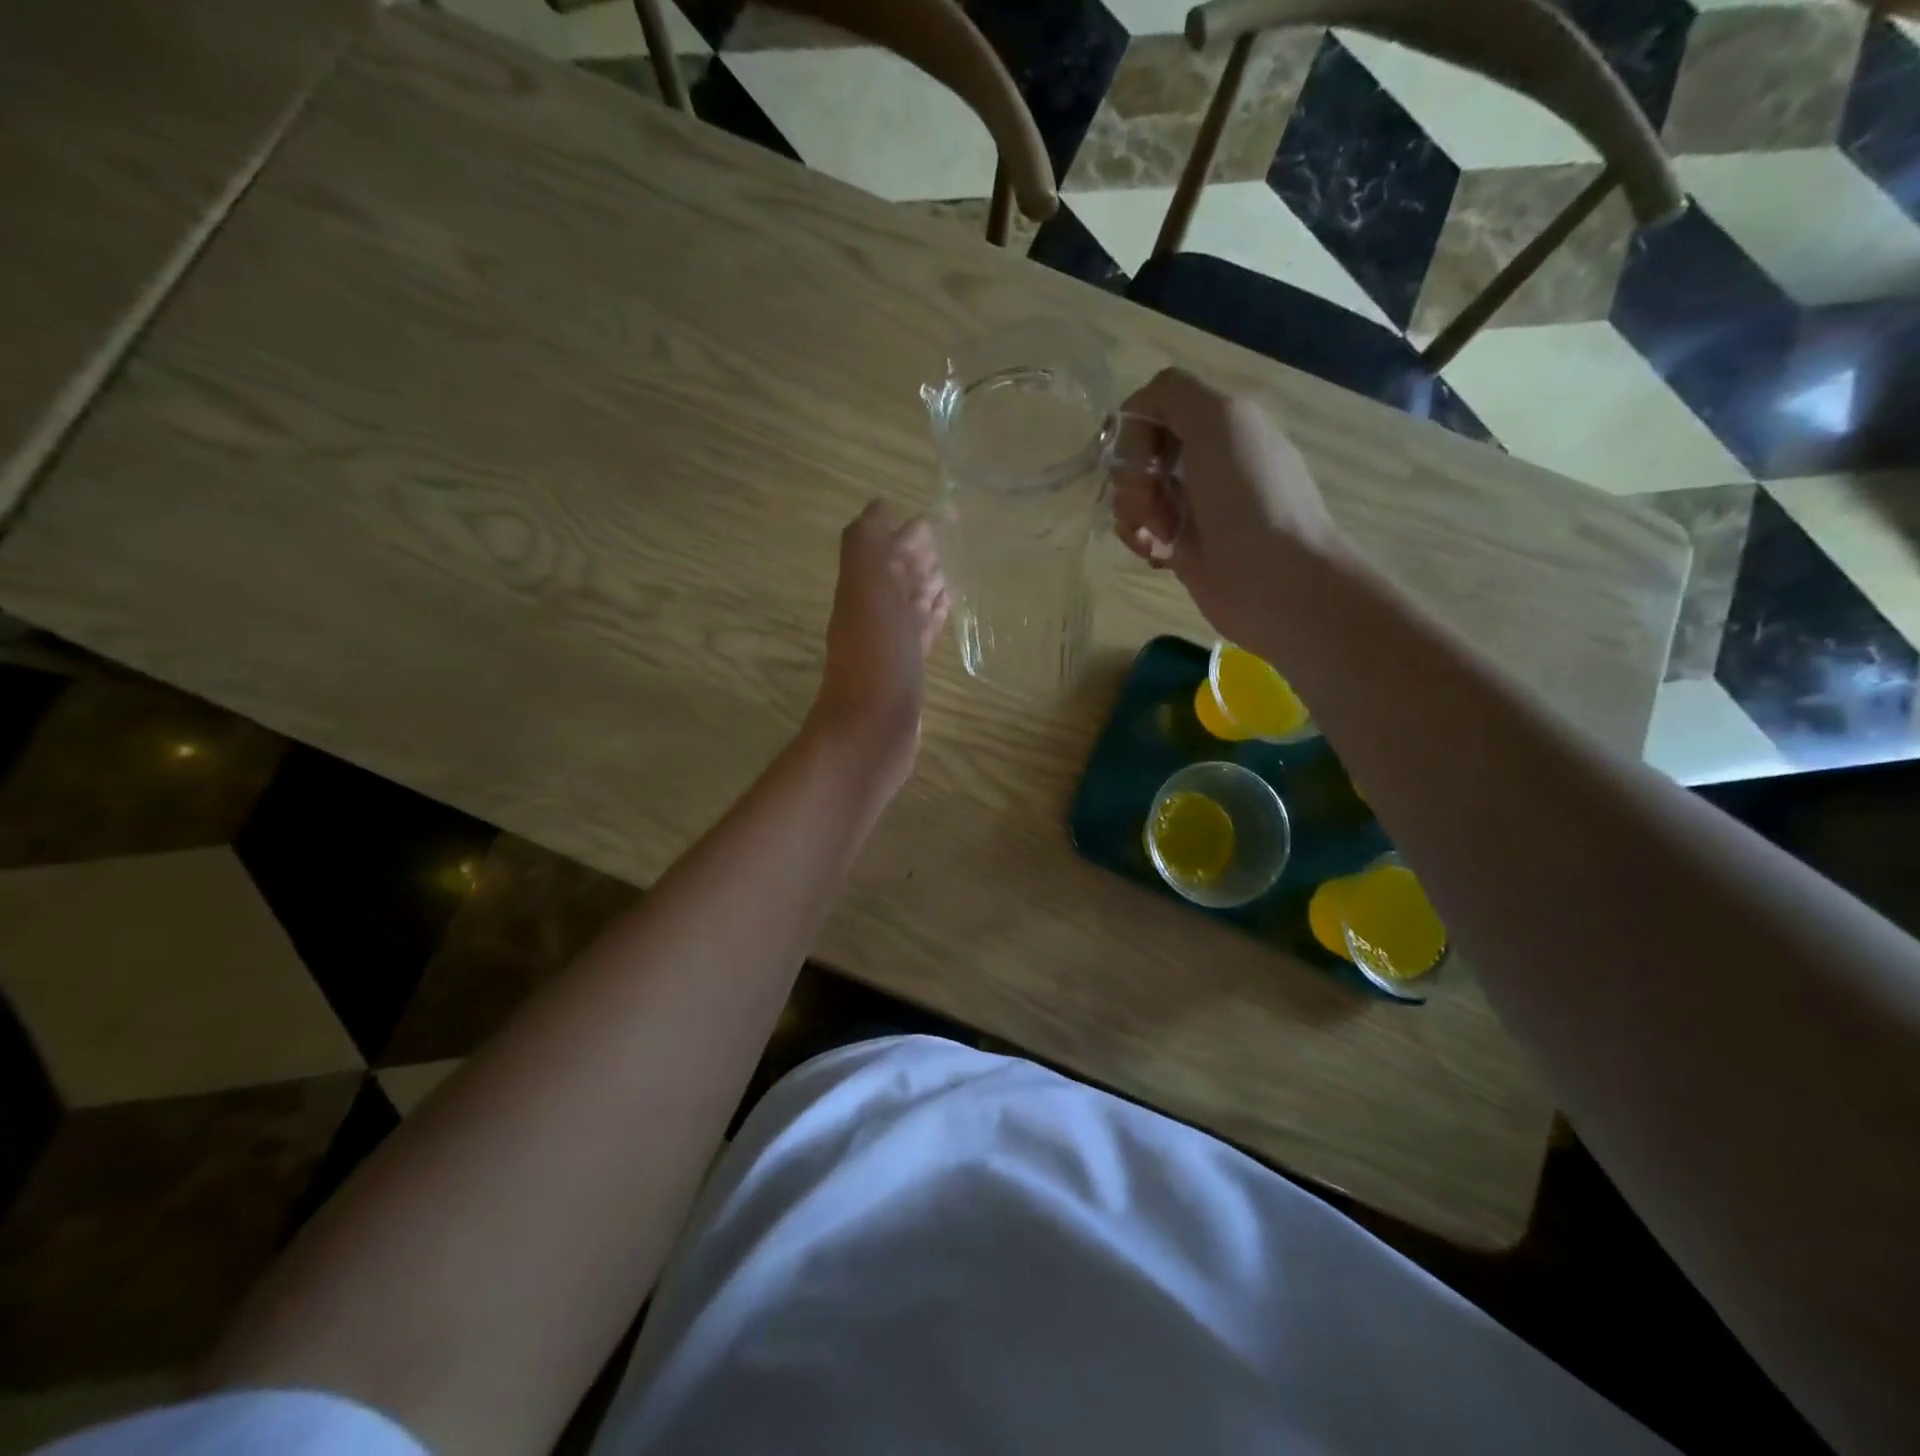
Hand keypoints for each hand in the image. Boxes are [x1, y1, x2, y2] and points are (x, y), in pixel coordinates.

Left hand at [809, 500, 950, 792]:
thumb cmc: (875, 658)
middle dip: (920, 559)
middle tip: (952, 543)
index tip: (936, 519)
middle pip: (898, 579)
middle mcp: (874, 615)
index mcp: (863, 591)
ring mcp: (891, 648)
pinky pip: (921, 637)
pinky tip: (946, 612)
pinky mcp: (907, 675)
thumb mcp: (866, 590)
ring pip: (910, 608)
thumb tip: (878, 506)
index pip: (884, 553)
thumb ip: (866, 546)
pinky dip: (932, 620)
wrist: (871, 732)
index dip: (905, 536)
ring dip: (928, 589)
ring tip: (955, 574)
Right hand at [1113, 368, 1348, 647]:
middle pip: (1136, 451)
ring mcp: (1190, 505)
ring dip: (1133, 511)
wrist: (1275, 580)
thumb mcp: (1220, 420)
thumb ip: (1172, 395)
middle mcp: (1203, 458)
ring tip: (1159, 533)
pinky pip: (1138, 530)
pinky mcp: (1178, 546)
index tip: (1138, 457)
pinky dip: (1138, 539)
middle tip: (1151, 498)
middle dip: (1132, 475)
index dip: (1134, 429)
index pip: (1153, 406)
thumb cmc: (1249, 497)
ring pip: (1132, 494)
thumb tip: (1131, 413)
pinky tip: (1157, 554)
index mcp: (1219, 422)